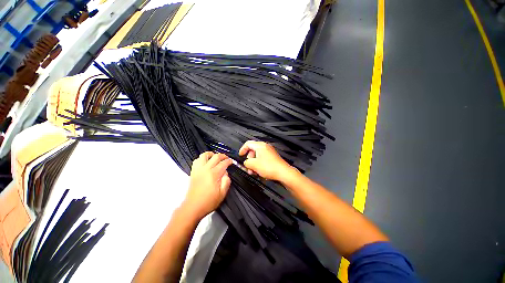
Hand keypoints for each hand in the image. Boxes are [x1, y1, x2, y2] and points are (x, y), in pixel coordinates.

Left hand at [183, 152, 231, 219]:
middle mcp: (206, 169)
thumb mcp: (222, 193)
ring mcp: (198, 170)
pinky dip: (202, 159)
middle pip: (215, 157)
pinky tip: (205, 162)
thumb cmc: (208, 201)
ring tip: (215, 157)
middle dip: (222, 156)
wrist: (193, 207)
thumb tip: (226, 173)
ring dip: (211, 154)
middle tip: (226, 158)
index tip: (231, 162)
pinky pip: (196, 160)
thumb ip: (226, 181)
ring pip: (204, 155)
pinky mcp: (193, 172)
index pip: (223, 163)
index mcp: (214, 174)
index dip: (228, 161)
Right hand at [239, 141, 293, 181]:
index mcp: (260, 146)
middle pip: (253, 150)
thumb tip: (246, 163)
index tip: (240, 155)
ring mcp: (269, 152)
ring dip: (253, 163)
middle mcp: (265, 147)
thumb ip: (246, 162)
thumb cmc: (269, 167)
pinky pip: (263, 159)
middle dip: (249, 159)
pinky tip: (259, 171)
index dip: (242, 149)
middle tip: (248, 166)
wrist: (283, 173)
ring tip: (253, 171)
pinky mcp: (272, 158)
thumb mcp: (253, 165)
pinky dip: (259, 164)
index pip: (248, 144)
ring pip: (258, 156)